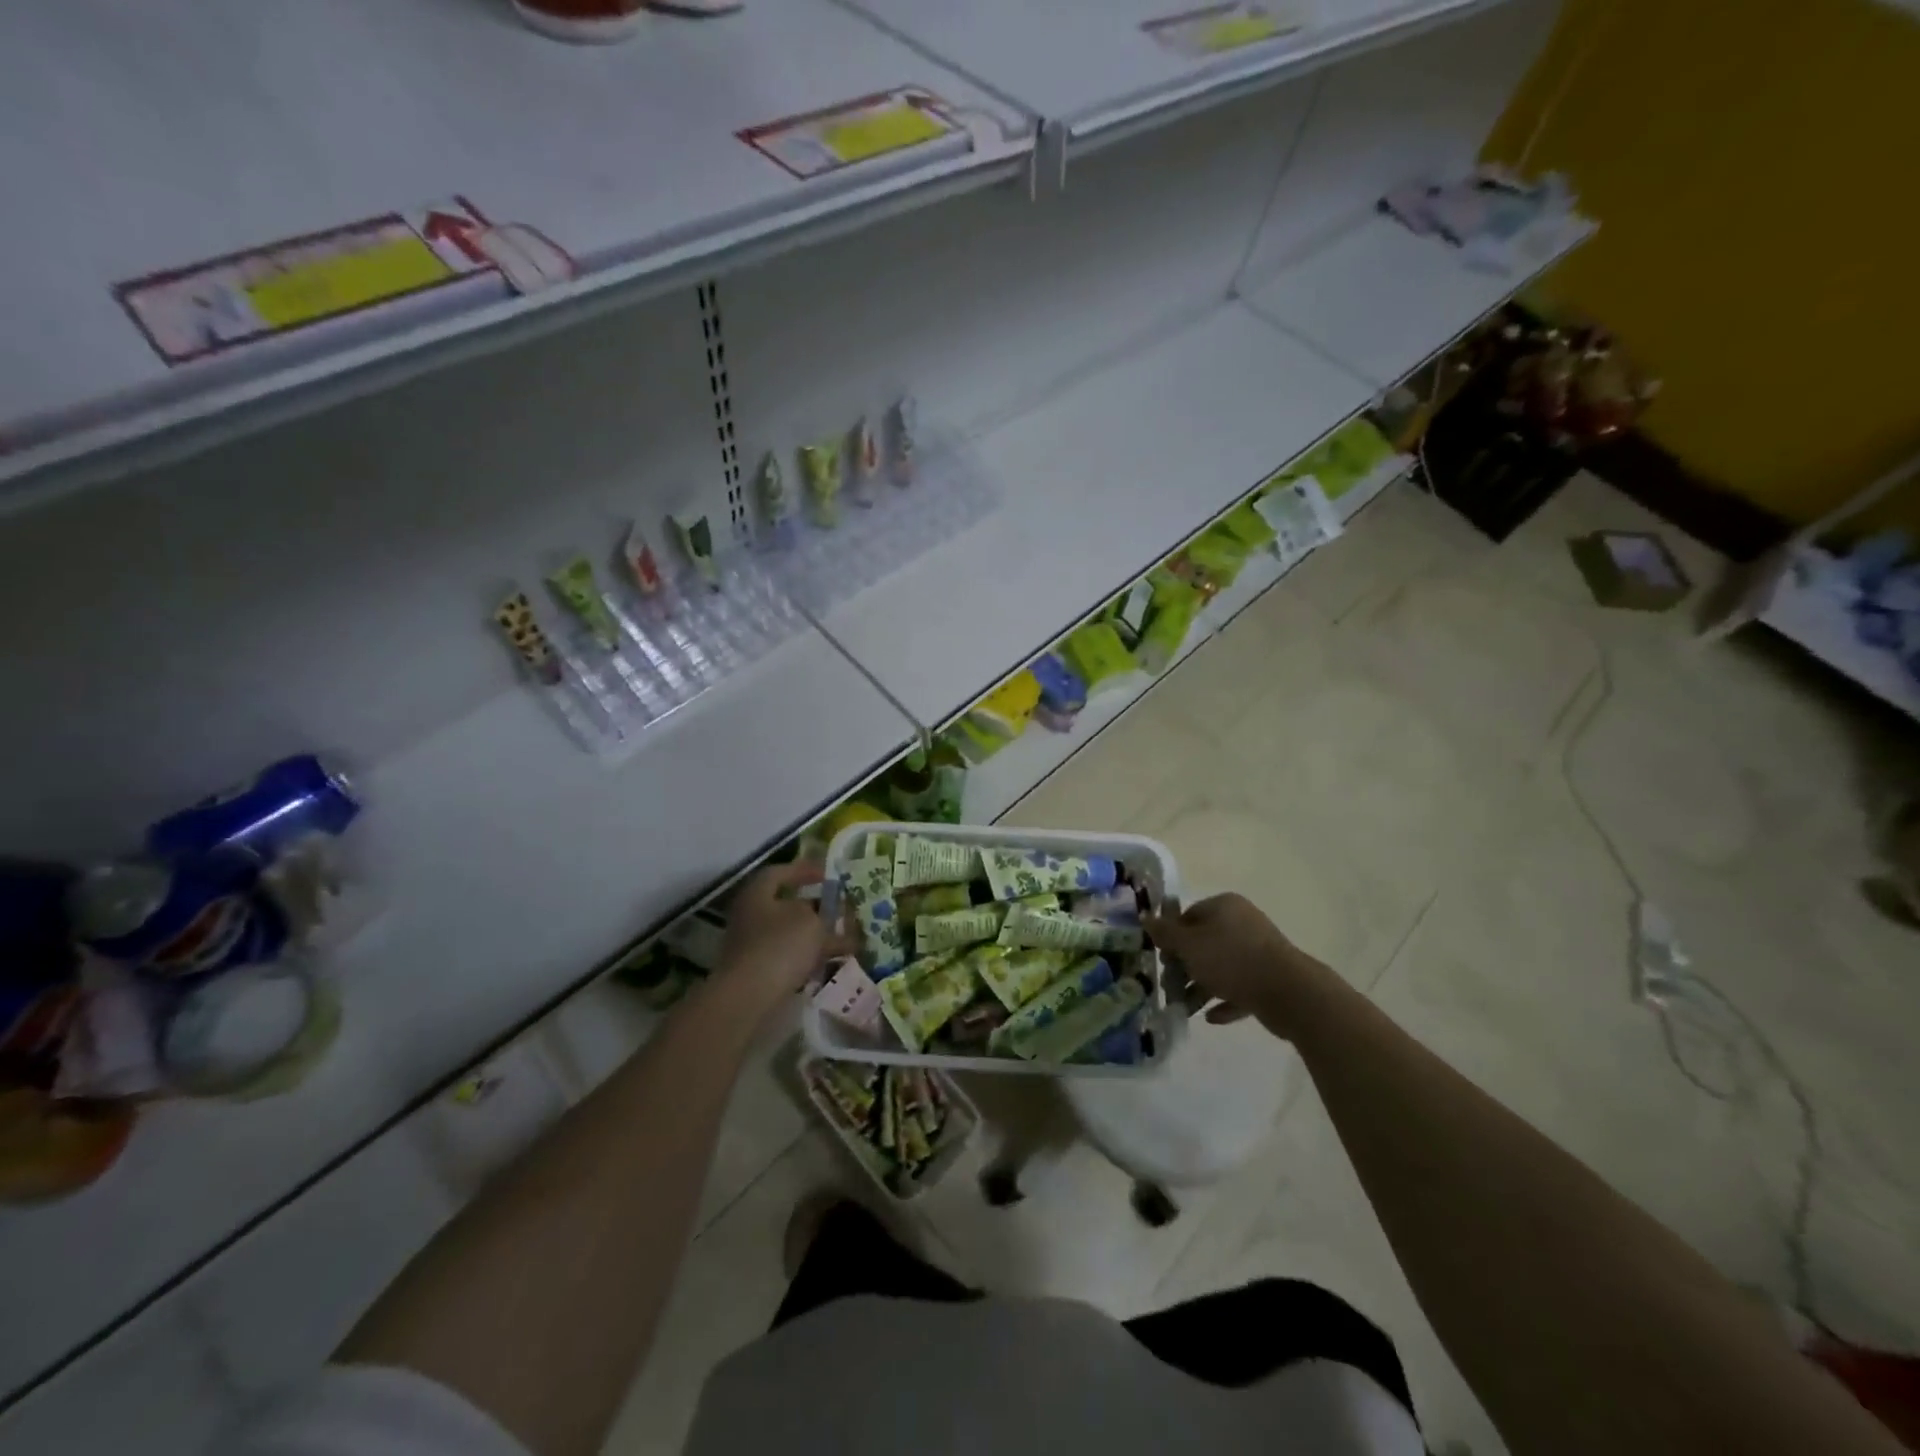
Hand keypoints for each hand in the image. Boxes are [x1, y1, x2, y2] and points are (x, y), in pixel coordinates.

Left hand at [718, 862, 851, 1003]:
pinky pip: (789, 956)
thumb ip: (821, 912)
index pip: (780, 872)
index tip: (828, 874)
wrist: (749, 998)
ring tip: (846, 938)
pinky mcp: (758, 971)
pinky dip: (809, 956)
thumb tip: (821, 915)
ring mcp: (752, 945)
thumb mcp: (811, 920)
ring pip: (790, 933)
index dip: (805, 870)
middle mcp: (750, 916)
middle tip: (840, 908)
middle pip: (786, 905)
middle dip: (815, 907)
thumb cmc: (780, 946)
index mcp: (757, 893)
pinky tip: (832, 961)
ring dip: (815, 934)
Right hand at [1143, 893, 1335, 1037]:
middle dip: (1184, 967)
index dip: (1171, 937)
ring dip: (1200, 987)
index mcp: (1224, 906)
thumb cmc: (1231, 960)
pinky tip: (1210, 1017)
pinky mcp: (1269, 978)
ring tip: (1185, 1009)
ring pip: (1220, 967)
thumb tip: (1146, 918)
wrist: (1288, 992)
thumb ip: (1165, 933)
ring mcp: (1258, 951)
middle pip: (1203, 943)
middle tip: (1169, 988)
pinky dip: (1224, 1000)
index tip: (1161, 960)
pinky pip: (1239, 987)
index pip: (1188, 915)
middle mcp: (1242, 923)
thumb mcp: (1189, 945)